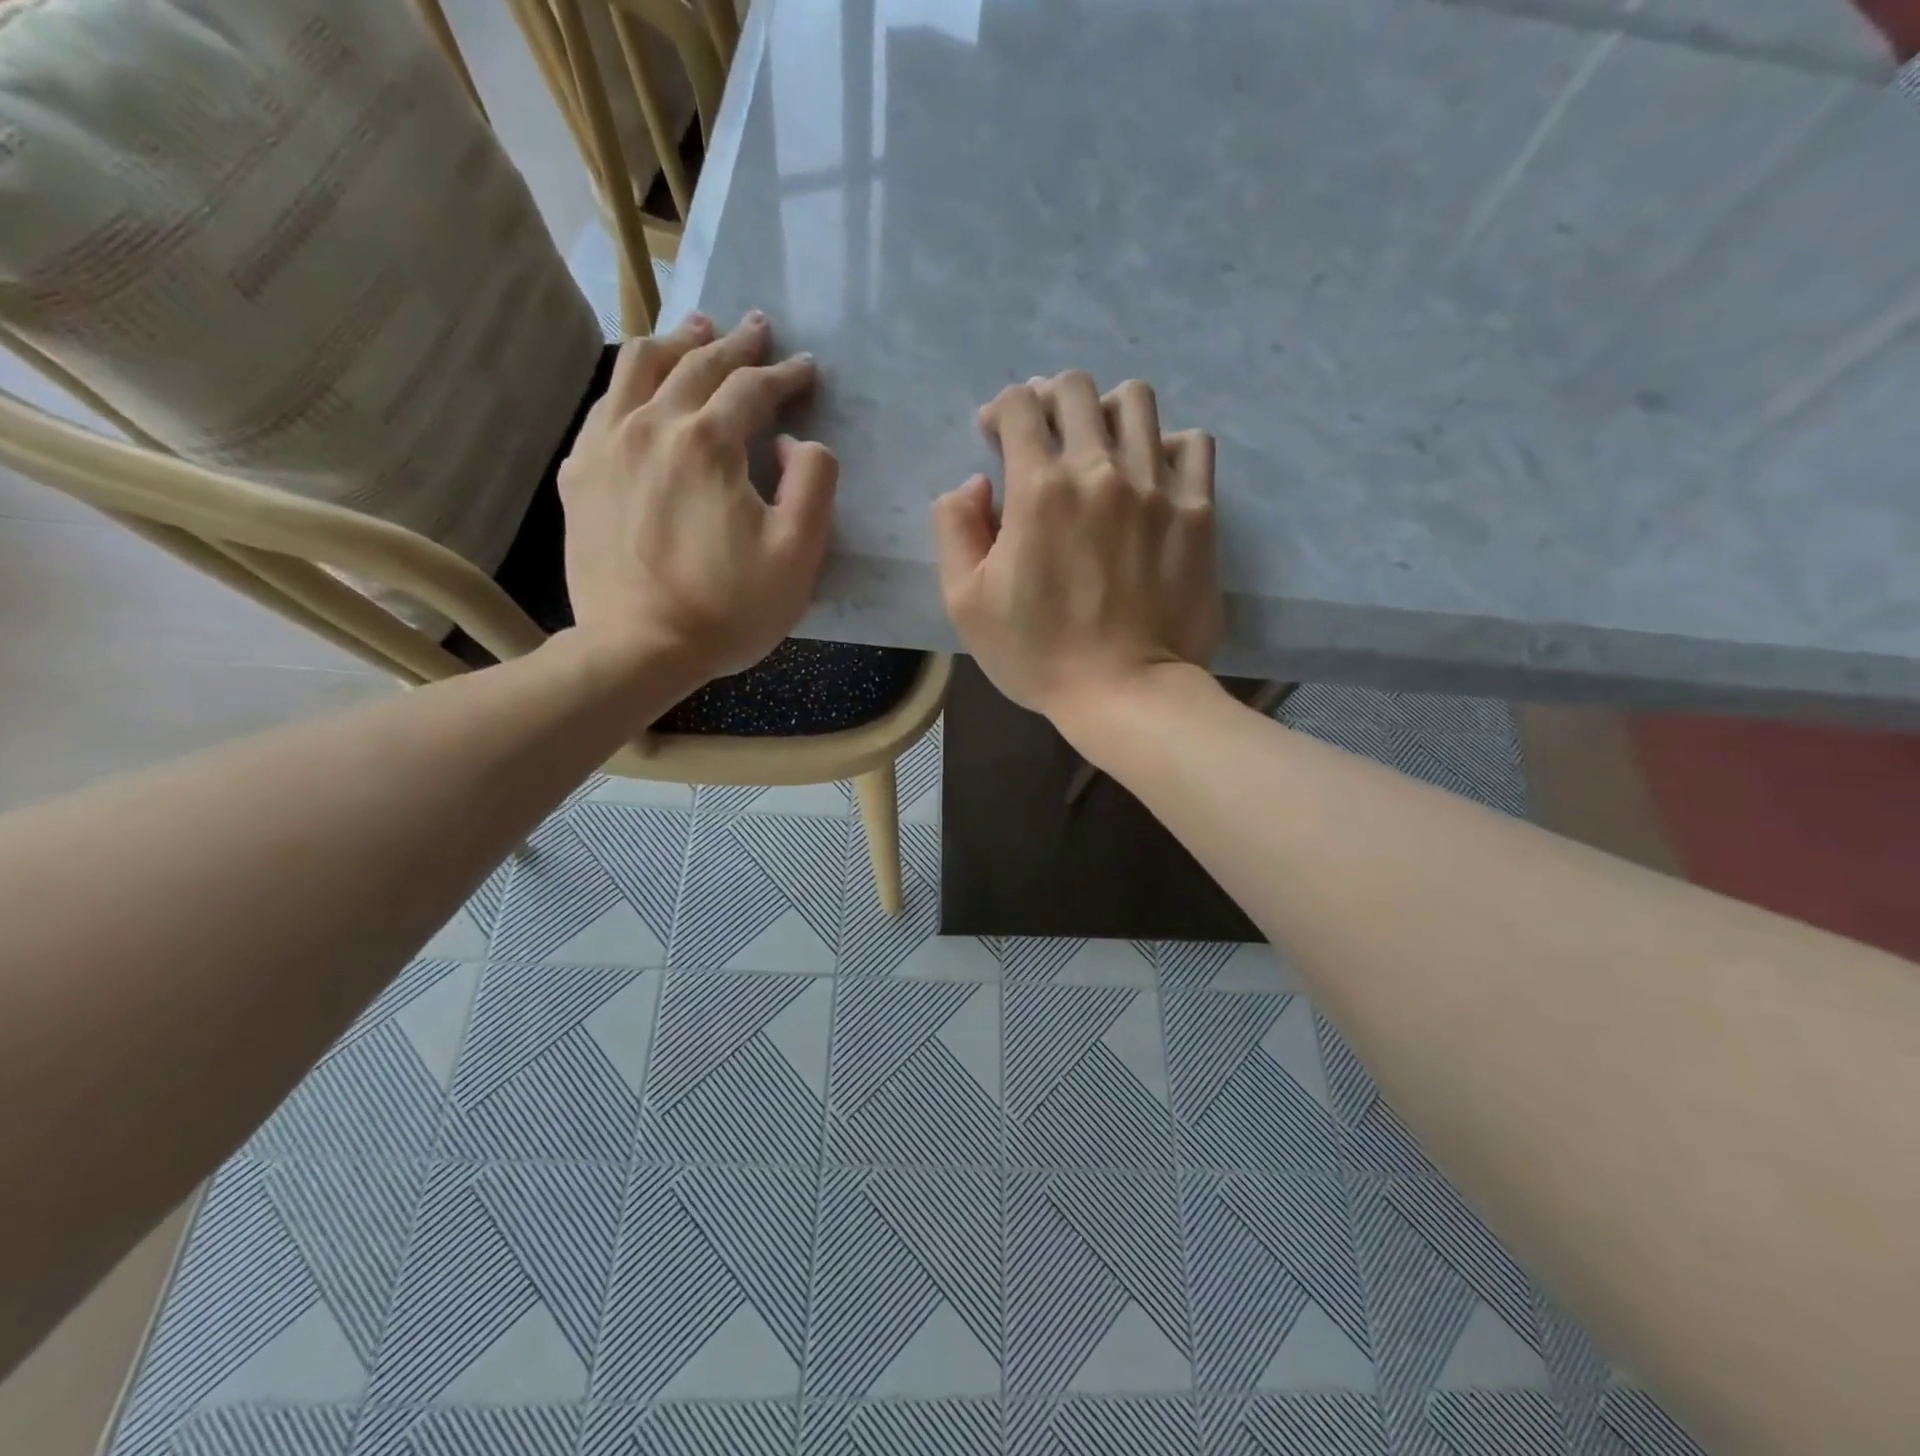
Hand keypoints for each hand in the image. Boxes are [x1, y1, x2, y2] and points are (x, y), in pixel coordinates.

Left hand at [557, 311, 835, 682]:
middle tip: (756, 328)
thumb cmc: (728, 609)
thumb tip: (793, 442)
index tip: (806, 367)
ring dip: (675, 343)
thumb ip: (812, 483)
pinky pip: (604, 406)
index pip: (751, 388)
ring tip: (695, 330)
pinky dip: (630, 383)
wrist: (638, 650)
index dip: (784, 374)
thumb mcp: (798, 554)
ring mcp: (606, 447)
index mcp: (708, 443)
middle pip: (695, 365)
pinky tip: (640, 388)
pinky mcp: (579, 475)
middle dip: (733, 344)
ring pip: (638, 369)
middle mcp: (651, 426)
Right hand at [932, 369, 1221, 720]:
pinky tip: (1152, 473)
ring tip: (1100, 446)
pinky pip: (1193, 444)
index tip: (996, 436)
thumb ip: (954, 529)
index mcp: (1038, 488)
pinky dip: (1168, 445)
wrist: (1124, 693)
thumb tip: (973, 482)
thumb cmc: (1036, 654)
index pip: (1018, 405)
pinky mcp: (1198, 511)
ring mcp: (1156, 487)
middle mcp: (1100, 470)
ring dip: (1107, 411)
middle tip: (1045, 436)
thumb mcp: (965, 602)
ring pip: (1137, 401)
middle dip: (1050, 400)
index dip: (1000, 410)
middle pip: (1076, 388)